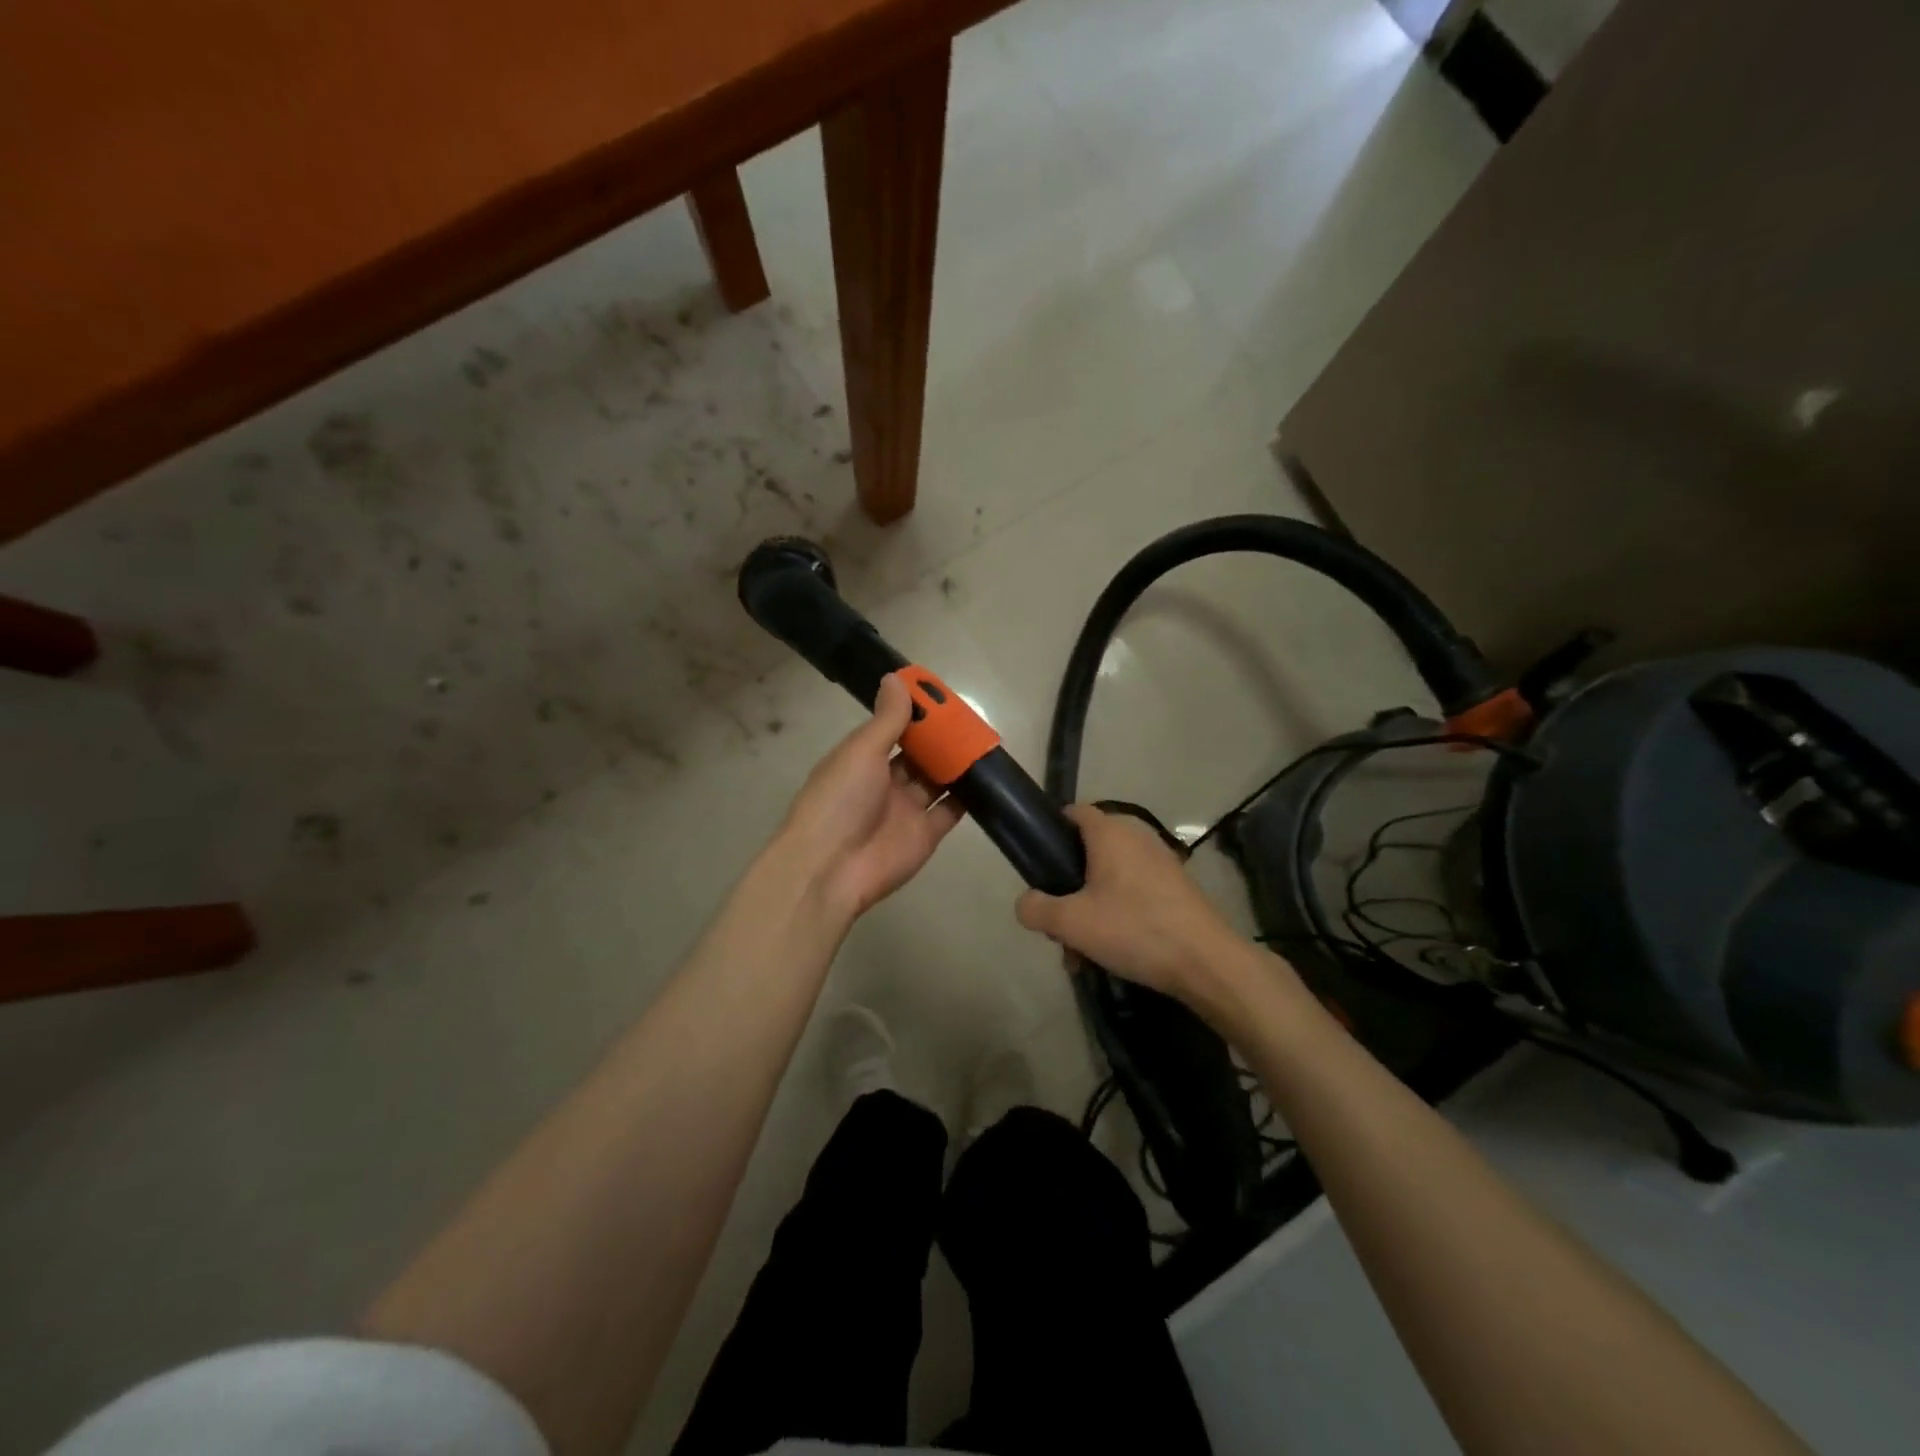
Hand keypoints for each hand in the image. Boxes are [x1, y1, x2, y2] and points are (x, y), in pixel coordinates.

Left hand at [775, 675, 964, 922]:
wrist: (831, 869)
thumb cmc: (840, 800)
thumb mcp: (860, 751)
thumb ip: (886, 719)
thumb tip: (895, 678)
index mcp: (861, 759)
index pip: (892, 729)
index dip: (916, 713)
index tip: (942, 695)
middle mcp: (883, 782)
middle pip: (918, 755)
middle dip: (940, 738)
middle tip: (971, 718)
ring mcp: (906, 810)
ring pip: (936, 780)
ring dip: (956, 763)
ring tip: (985, 741)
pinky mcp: (926, 835)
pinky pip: (950, 811)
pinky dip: (967, 796)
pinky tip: (989, 777)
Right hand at [1015, 804, 1253, 1007]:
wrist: (1206, 962)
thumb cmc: (1134, 929)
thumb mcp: (1070, 923)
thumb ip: (1036, 908)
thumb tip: (1026, 903)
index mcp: (1110, 833)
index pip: (1073, 812)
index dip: (1051, 832)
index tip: (1038, 865)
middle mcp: (1136, 837)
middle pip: (1087, 852)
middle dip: (1067, 889)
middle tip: (1059, 924)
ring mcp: (1160, 862)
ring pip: (1109, 879)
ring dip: (1090, 910)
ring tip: (1082, 952)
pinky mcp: (1175, 887)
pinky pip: (1132, 893)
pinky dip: (1116, 916)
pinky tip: (1112, 953)